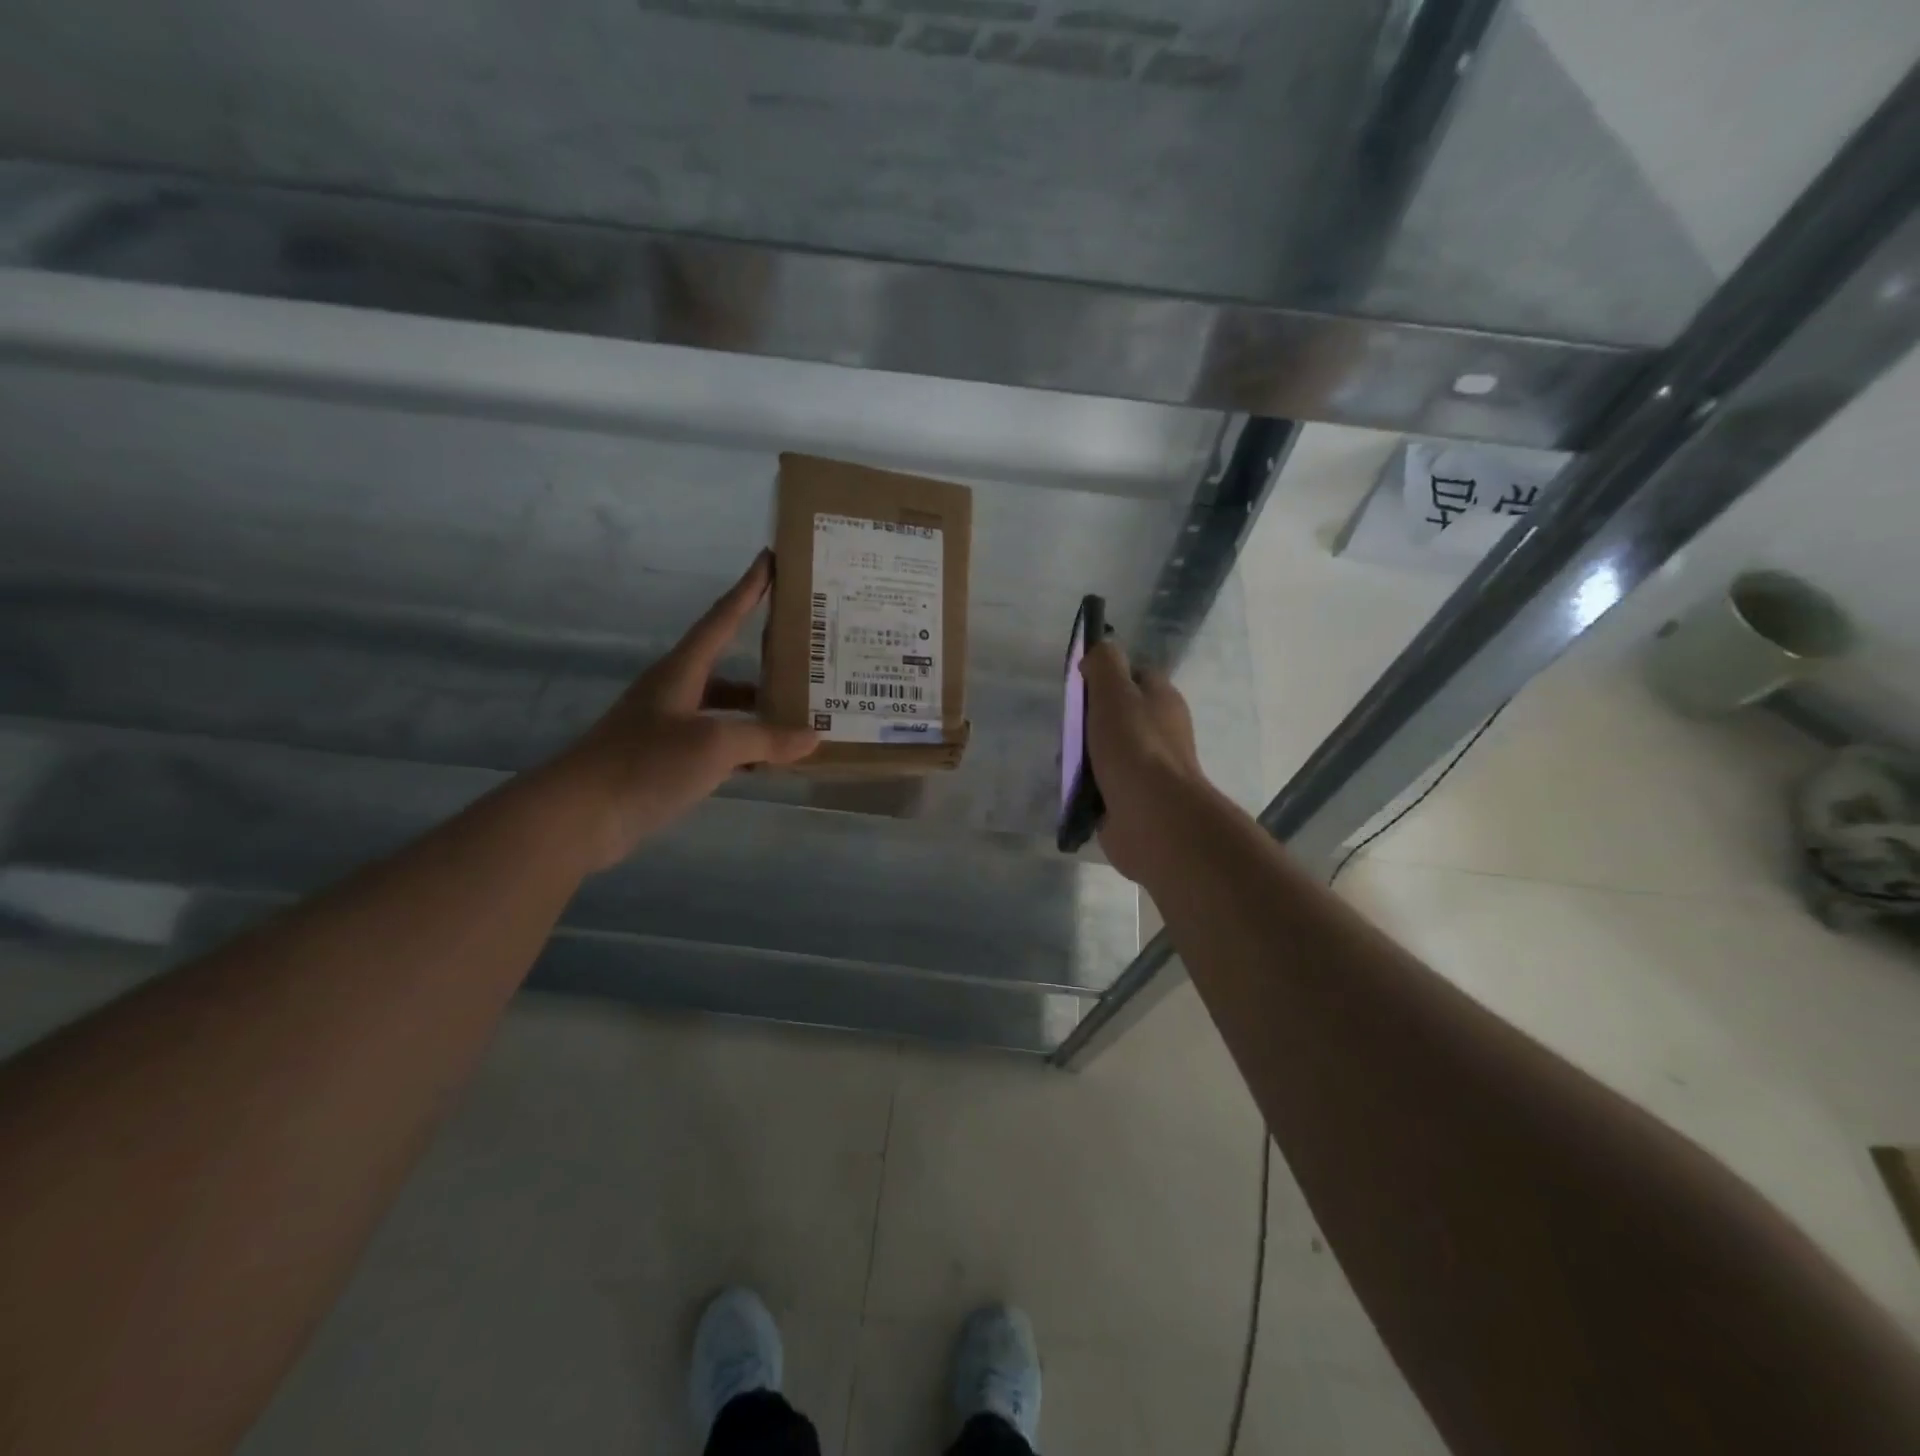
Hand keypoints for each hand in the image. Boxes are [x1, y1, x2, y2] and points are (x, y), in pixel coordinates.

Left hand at [555, 552, 817, 868]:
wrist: (579, 816)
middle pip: (728, 665)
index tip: (770, 558)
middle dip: (766, 660)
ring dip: (759, 711)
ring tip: (801, 716)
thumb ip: (766, 739)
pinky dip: (745, 748)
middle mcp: (676, 691)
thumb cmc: (646, 763)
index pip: (722, 618)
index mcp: (682, 670)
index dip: (748, 588)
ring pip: (725, 709)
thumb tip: (813, 737)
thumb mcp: (714, 745)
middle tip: (808, 657)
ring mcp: (669, 727)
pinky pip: (718, 743)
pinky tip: (769, 761)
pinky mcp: (666, 761)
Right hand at [1082, 640, 1209, 883]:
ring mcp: (1146, 769)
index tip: (1080, 684)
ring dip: (1082, 756)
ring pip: (1105, 751)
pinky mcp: (1130, 800)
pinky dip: (1084, 786)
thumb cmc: (1134, 747)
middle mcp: (1158, 732)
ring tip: (1065, 760)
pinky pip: (1100, 785)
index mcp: (1162, 701)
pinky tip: (1070, 787)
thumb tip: (1098, 650)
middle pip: (1116, 715)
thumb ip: (1104, 664)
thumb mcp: (1115, 692)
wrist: (1152, 818)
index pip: (1134, 675)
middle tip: (1068, 726)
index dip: (1107, 676)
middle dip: (1087, 721)